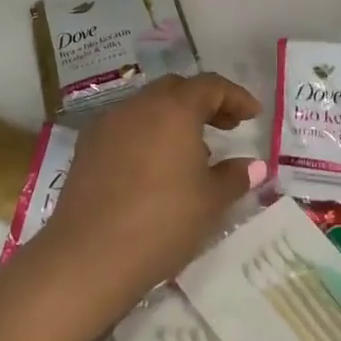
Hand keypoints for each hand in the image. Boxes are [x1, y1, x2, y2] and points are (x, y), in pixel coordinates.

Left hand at [33, 73, 263, 324]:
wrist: (90, 254)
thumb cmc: (162, 222)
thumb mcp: (210, 202)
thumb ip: (234, 177)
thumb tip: (253, 165)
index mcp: (175, 109)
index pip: (211, 85)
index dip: (235, 97)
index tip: (253, 116)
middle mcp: (139, 105)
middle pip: (176, 89)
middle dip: (204, 102)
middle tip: (225, 128)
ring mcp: (108, 123)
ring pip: (148, 106)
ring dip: (173, 118)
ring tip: (190, 152)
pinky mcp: (87, 145)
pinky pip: (124, 126)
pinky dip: (145, 134)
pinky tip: (152, 167)